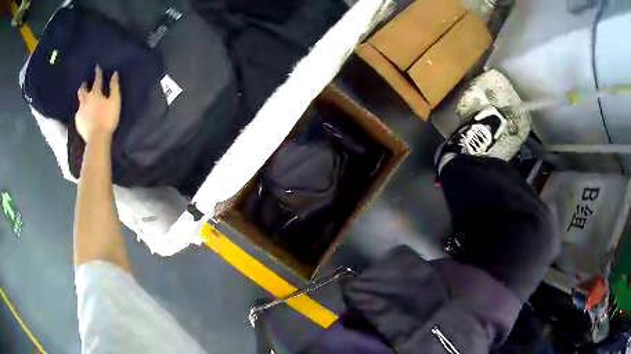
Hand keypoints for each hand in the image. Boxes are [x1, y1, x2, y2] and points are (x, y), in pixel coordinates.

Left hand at [75, 65, 120, 142]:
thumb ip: (114, 87)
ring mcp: (80, 112)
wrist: (97, 138)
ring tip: (84, 100)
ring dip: (82, 99)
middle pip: (82, 90)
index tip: (97, 66)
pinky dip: (81, 112)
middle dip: (84, 86)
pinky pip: (78, 114)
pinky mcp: (78, 122)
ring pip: (79, 102)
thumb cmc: (108, 118)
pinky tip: (83, 114)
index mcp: (95, 94)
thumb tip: (114, 74)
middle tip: (85, 84)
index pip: (97, 80)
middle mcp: (85, 100)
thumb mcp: (115, 101)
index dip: (97, 72)